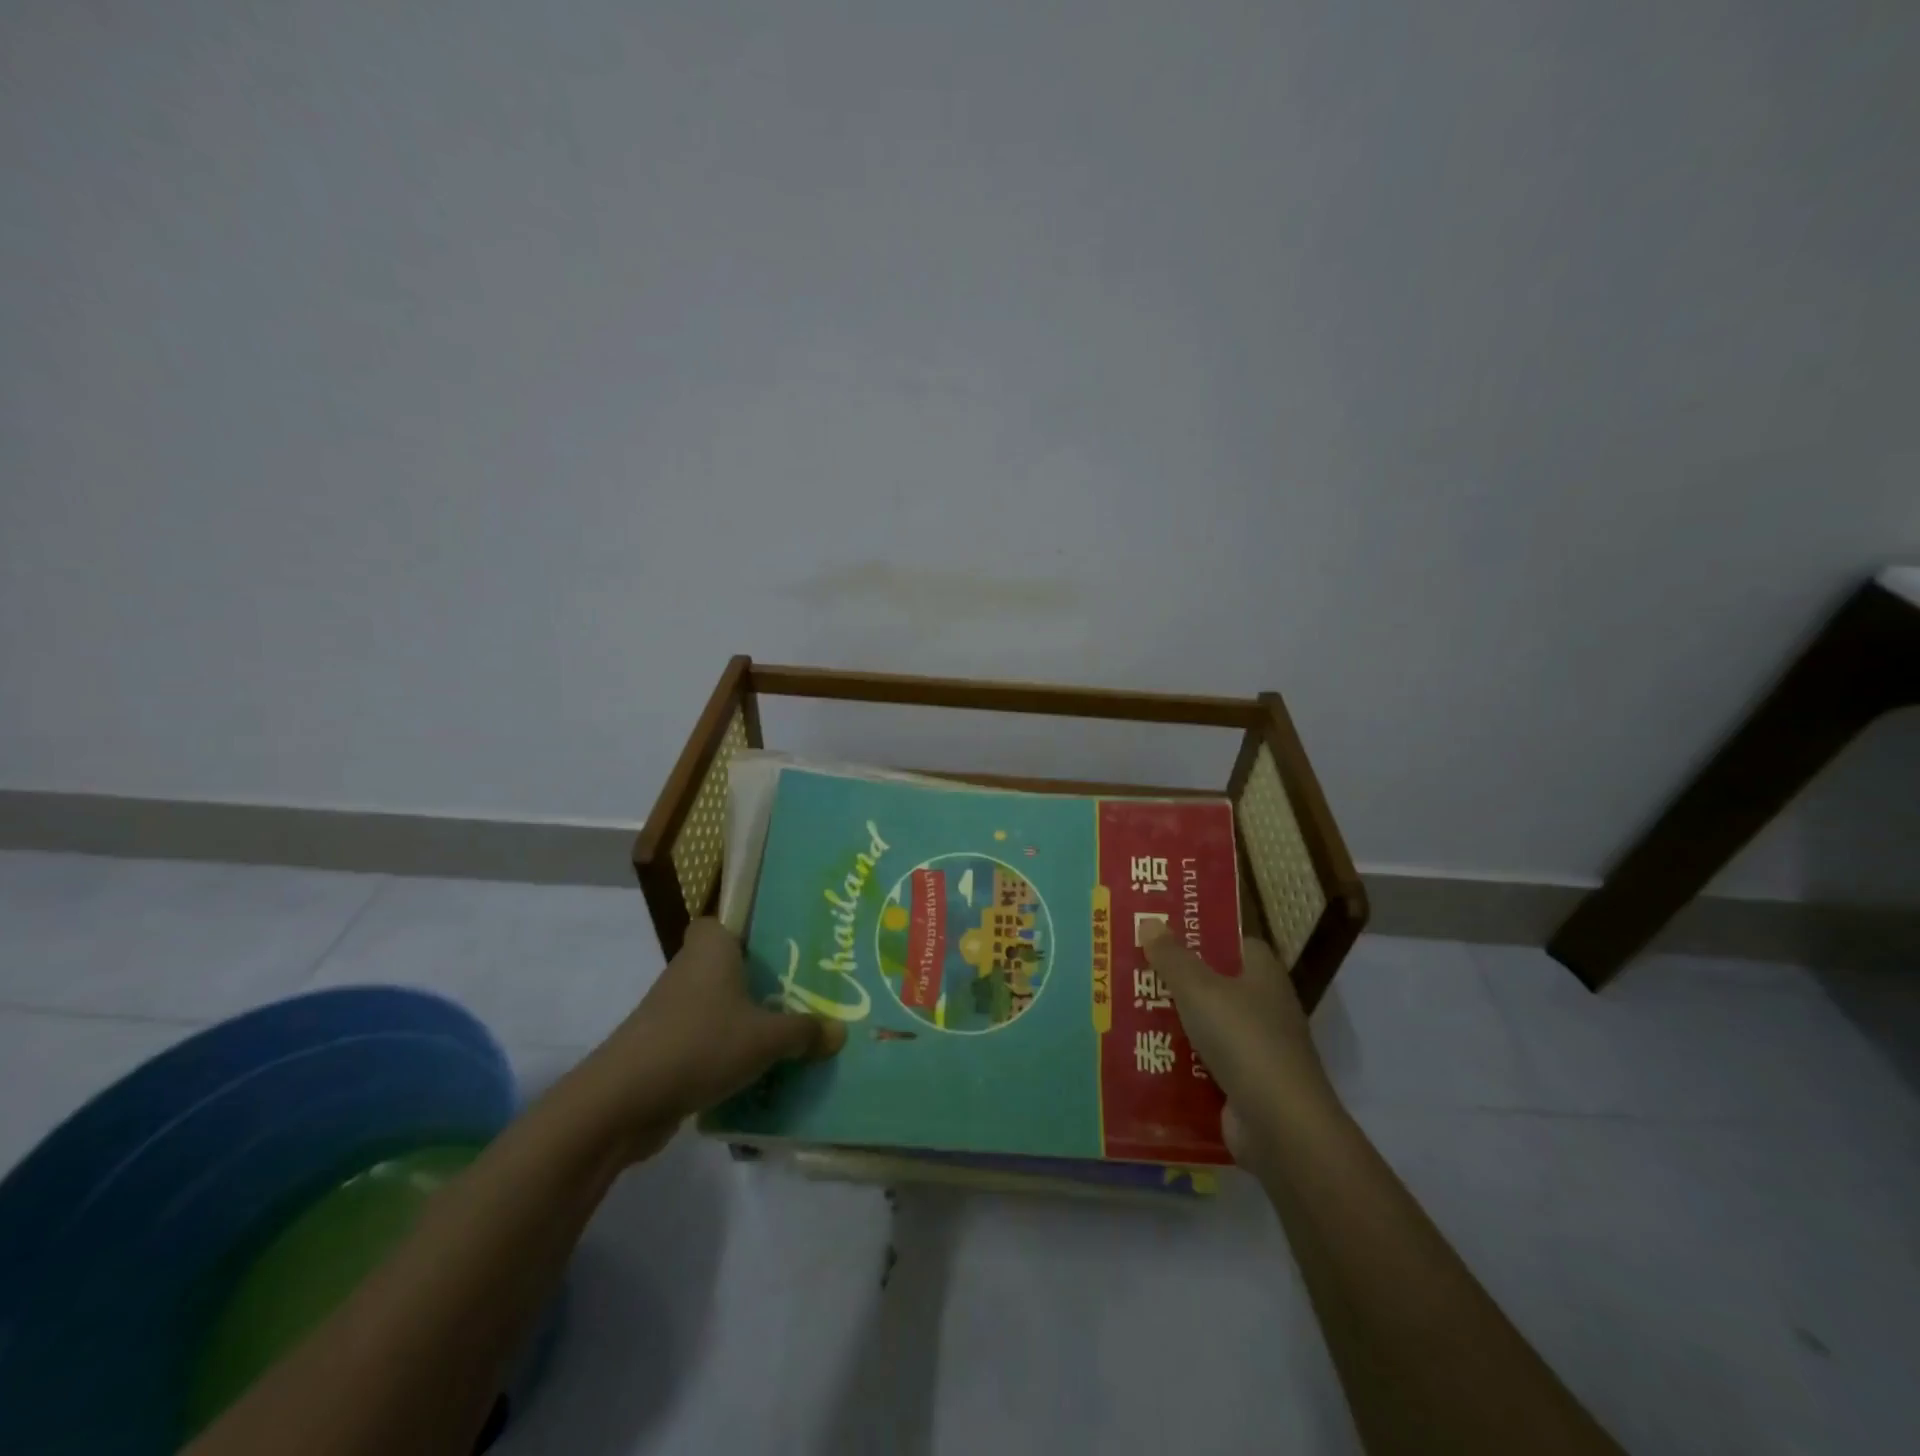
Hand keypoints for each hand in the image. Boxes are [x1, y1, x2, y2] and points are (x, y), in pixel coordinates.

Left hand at [572, 919, 845, 1159]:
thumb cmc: (701, 1044)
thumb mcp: (767, 1038)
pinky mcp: (666, 1047)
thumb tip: (840, 1031)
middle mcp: (691, 969)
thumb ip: (805, 1031)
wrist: (624, 1101)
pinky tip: (763, 1069)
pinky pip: (709, 1038)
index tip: (789, 942)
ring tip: (795, 1030)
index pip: (729, 919)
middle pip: (732, 964)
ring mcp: (674, 1010)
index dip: (754, 927)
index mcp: (712, 947)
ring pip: (722, 1004)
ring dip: (749, 1019)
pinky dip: (730, 1050)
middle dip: (764, 978)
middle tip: (808, 988)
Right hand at [1142, 928, 1337, 1168]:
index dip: (1201, 936)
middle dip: (1176, 979)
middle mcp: (1265, 1007)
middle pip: (1214, 983)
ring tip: (1126, 1009)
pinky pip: (1204, 1063)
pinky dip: (1179, 1060)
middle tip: (1132, 970)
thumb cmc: (1243, 1040)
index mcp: (1263, 974)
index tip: (1162, 933)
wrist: (1280, 1126)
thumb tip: (1150, 921)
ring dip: (1173, 1021)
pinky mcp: (1244, 1084)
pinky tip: (1144, 1053)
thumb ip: (1172, 956)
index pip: (1234, 943)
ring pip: (1206, 1024)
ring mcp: (1256, 1049)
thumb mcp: (1199, 989)